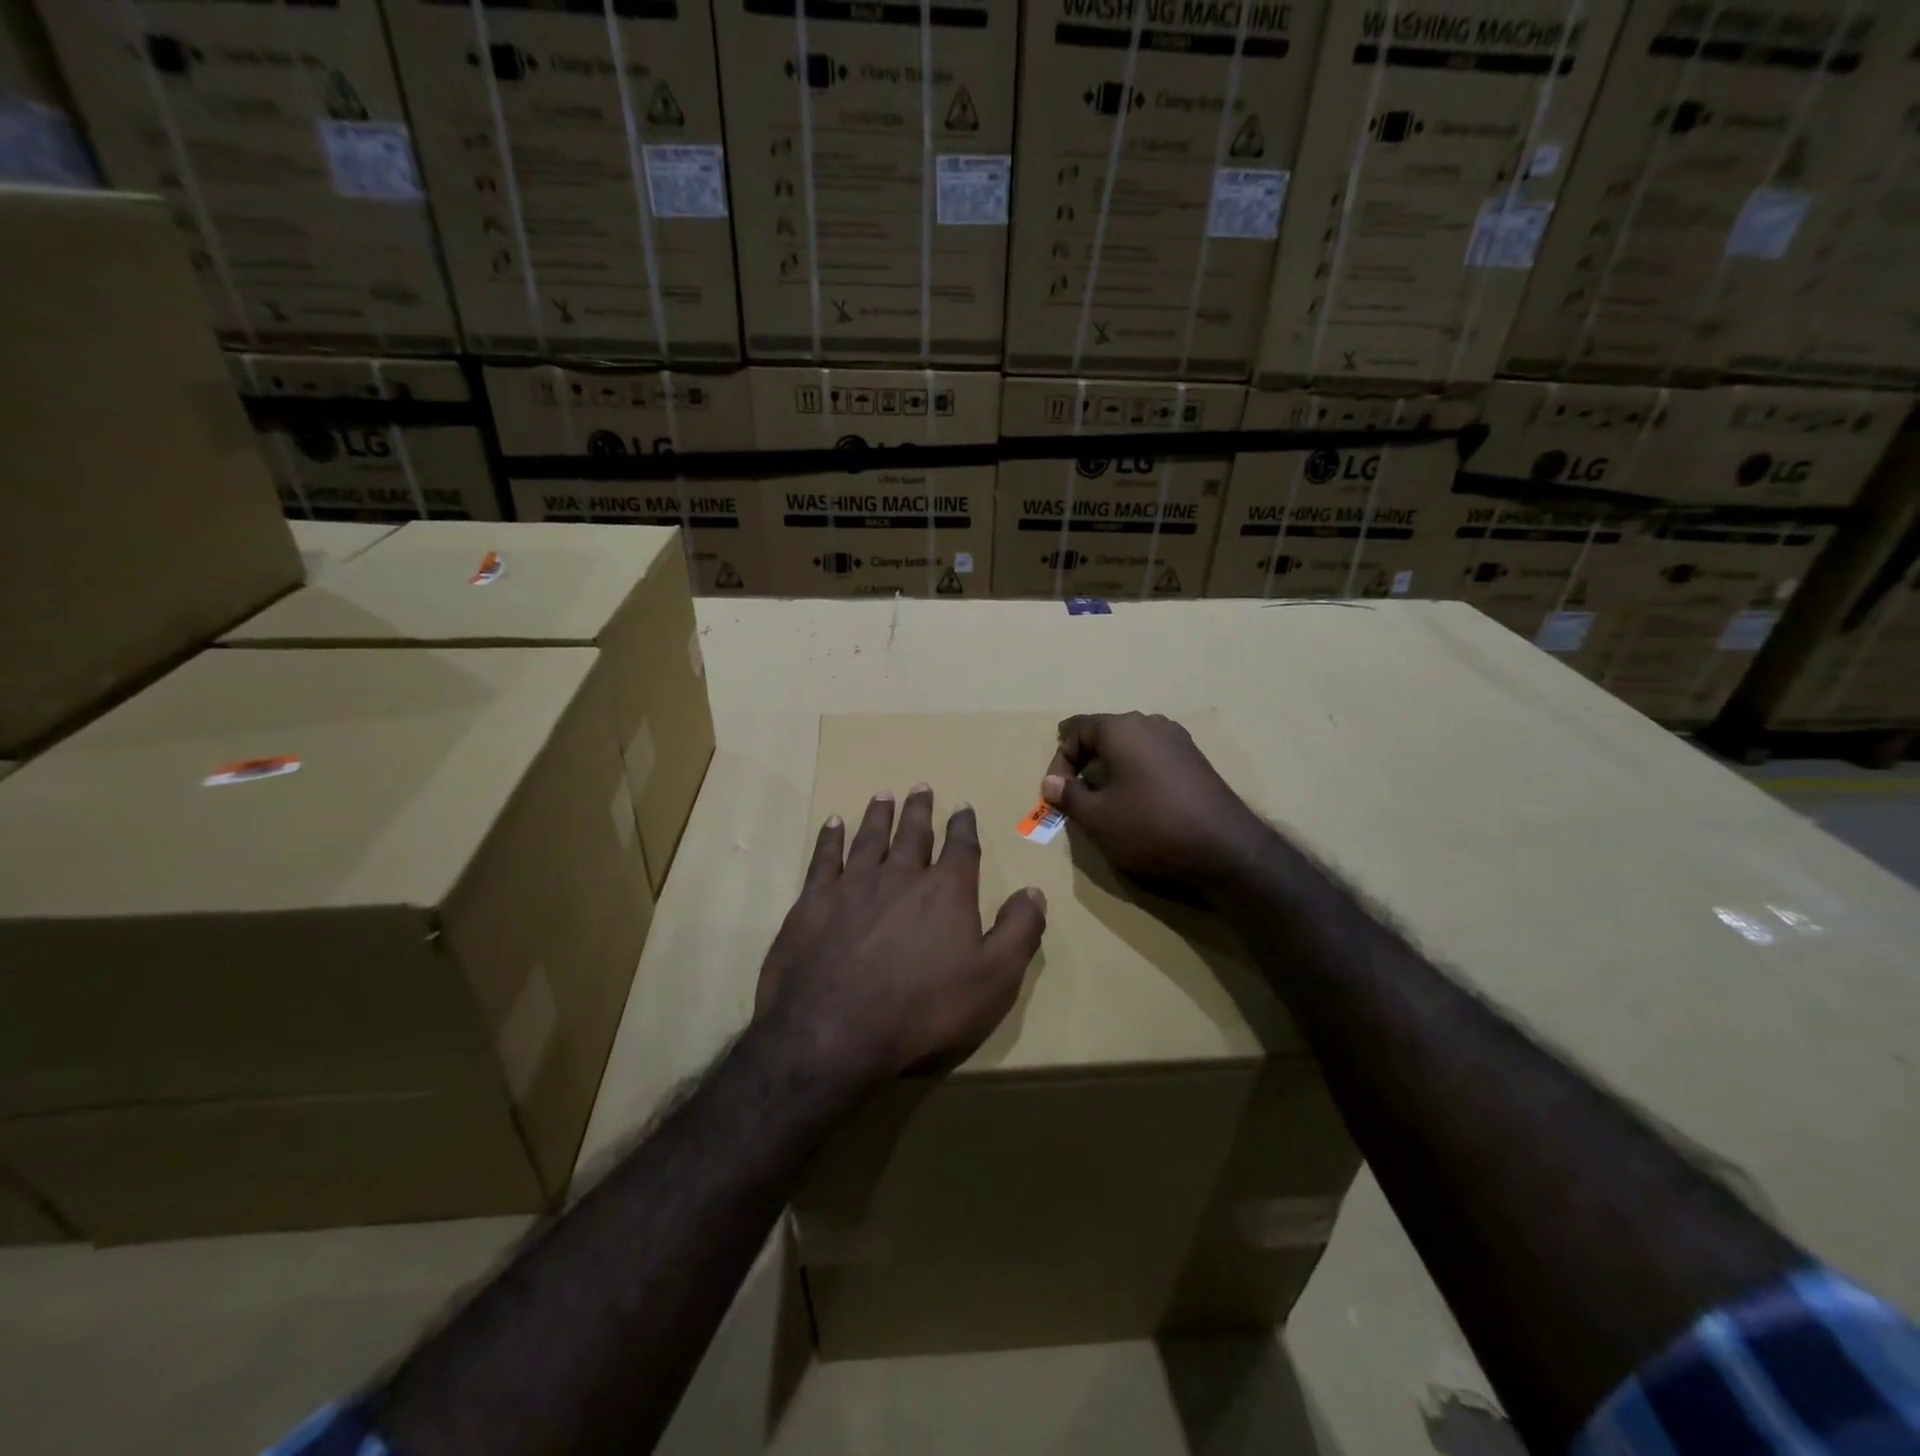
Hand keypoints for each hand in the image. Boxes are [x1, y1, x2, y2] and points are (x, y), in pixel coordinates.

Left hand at [756, 786, 1047, 1085]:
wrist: (836, 1030)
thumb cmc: (925, 1009)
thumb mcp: (994, 980)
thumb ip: (1018, 932)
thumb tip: (1034, 892)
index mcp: (946, 892)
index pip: (961, 848)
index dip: (963, 826)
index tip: (963, 807)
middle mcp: (901, 876)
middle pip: (913, 834)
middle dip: (919, 810)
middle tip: (921, 787)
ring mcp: (853, 886)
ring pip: (870, 839)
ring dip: (878, 816)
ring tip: (883, 796)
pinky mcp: (813, 902)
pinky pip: (824, 859)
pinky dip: (830, 839)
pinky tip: (832, 824)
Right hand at [1041, 712, 1269, 891]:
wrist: (1223, 846)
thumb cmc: (1149, 825)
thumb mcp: (1097, 817)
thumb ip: (1068, 796)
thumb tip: (1051, 782)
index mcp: (1121, 728)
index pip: (1076, 728)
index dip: (1059, 759)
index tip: (1057, 791)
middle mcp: (1149, 723)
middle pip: (1104, 733)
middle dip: (1084, 761)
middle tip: (1077, 794)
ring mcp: (1177, 739)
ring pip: (1130, 745)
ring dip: (1111, 767)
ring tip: (1106, 800)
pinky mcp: (1195, 758)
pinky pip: (1152, 756)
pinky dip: (1136, 772)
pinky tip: (1138, 801)